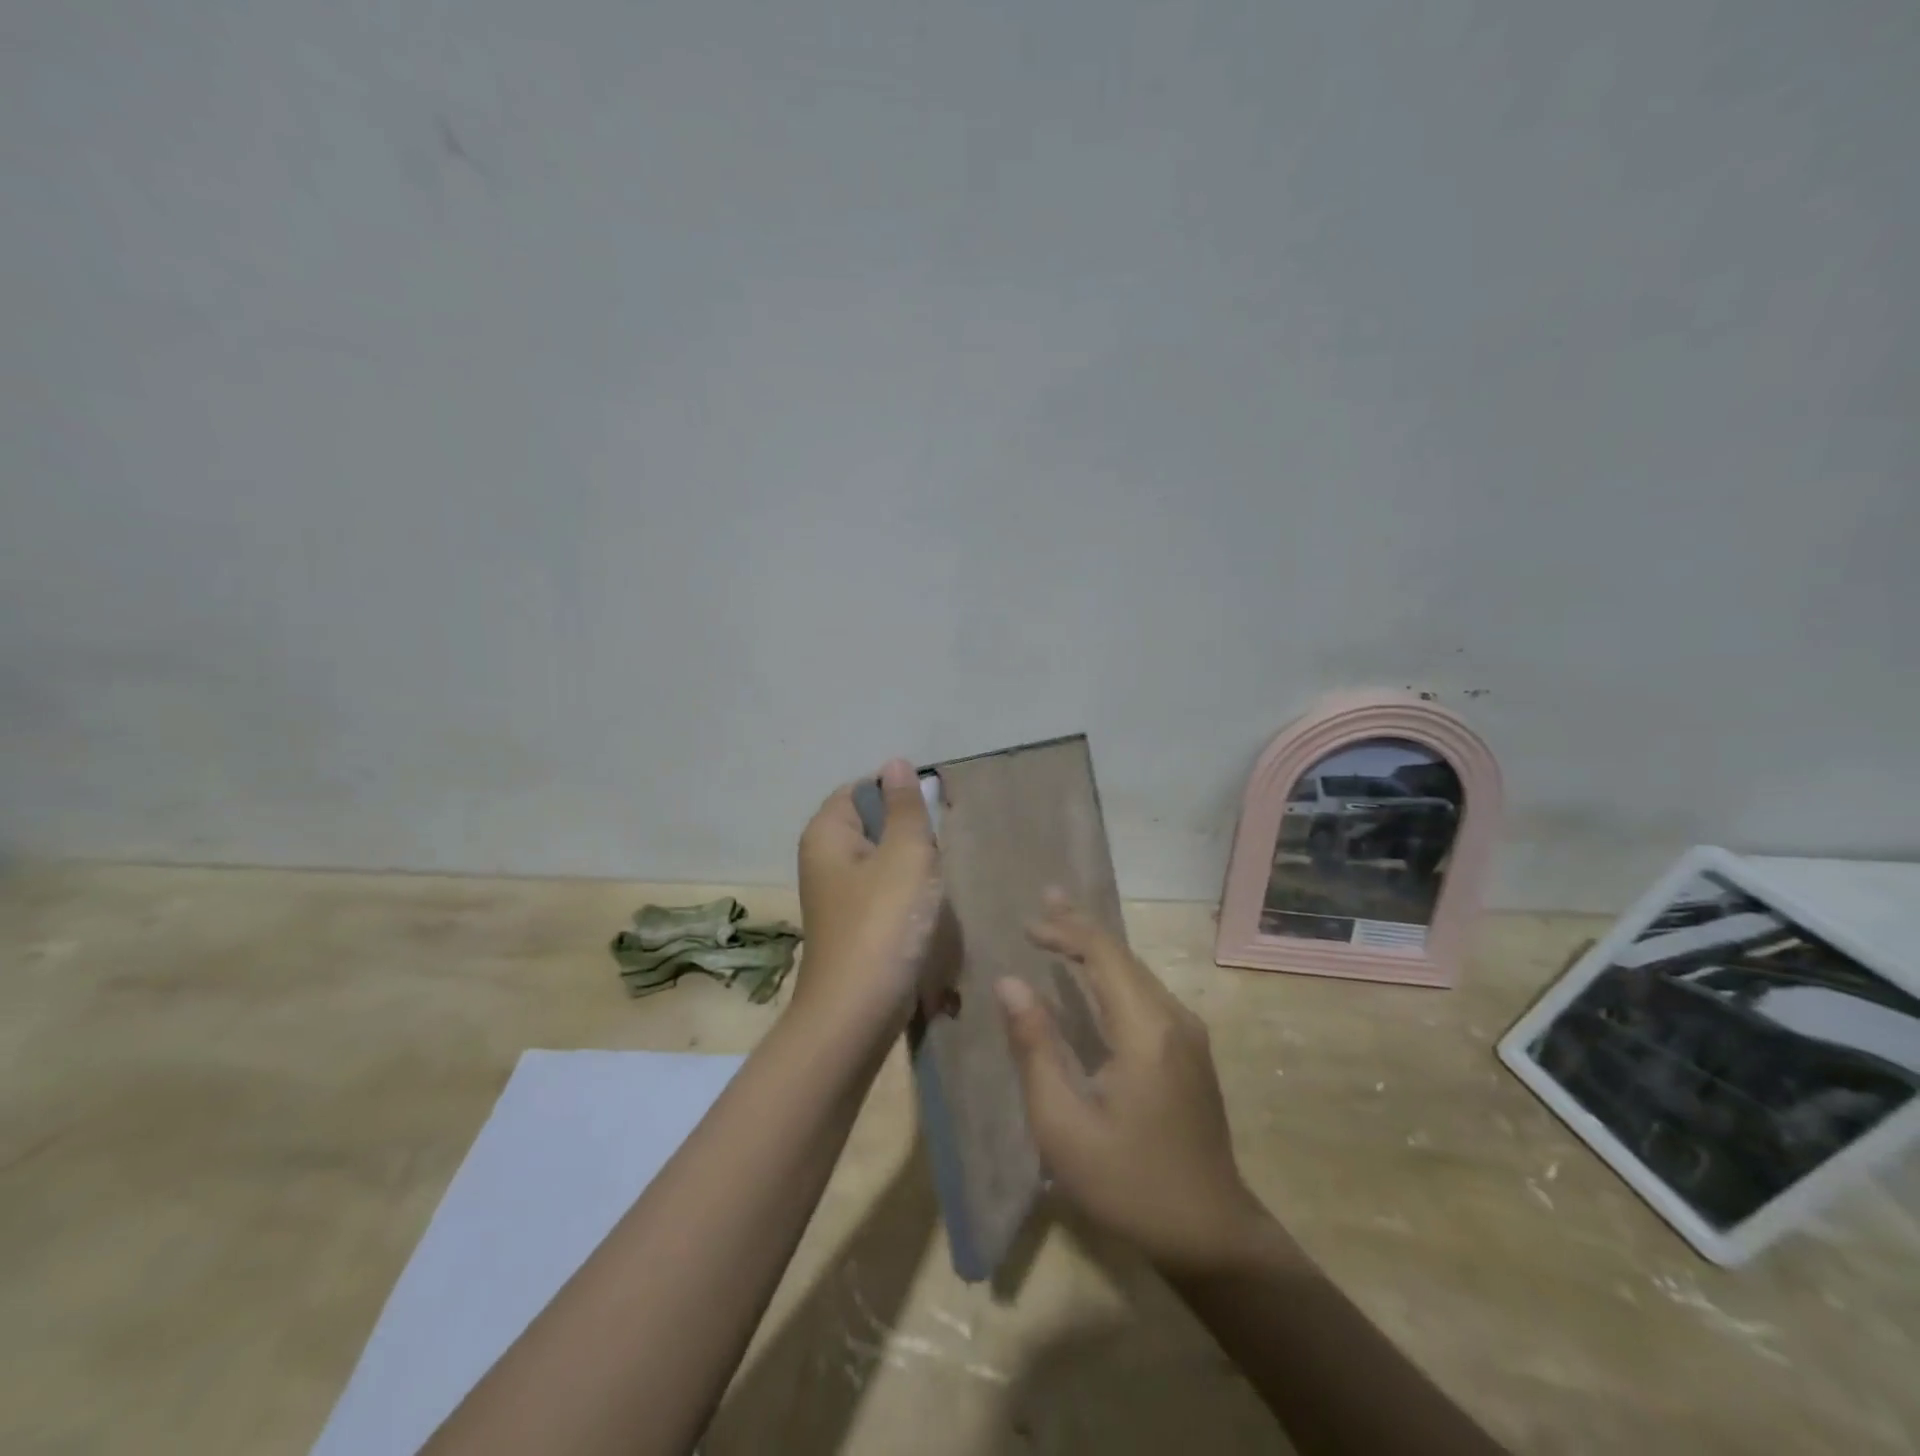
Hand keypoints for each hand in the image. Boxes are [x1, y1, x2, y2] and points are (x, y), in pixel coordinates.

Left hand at [794, 758, 942, 1036]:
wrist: (857, 1012)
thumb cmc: (884, 922)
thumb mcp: (906, 853)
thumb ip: (905, 806)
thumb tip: (895, 762)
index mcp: (826, 833)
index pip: (862, 789)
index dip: (898, 795)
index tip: (932, 815)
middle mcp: (822, 859)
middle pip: (873, 825)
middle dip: (909, 835)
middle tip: (937, 854)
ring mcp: (835, 896)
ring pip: (882, 862)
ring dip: (912, 870)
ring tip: (933, 887)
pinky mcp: (851, 926)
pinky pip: (882, 895)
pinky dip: (905, 899)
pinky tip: (924, 915)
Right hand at [997, 894, 1267, 1274]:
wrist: (1210, 1235)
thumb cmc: (1128, 1183)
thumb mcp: (1064, 1124)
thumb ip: (1035, 1047)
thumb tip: (1010, 983)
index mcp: (1145, 1030)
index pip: (1104, 955)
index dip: (1065, 931)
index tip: (1026, 924)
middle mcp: (1174, 1018)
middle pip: (1123, 955)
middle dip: (1081, 926)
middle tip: (1045, 897)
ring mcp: (1188, 1034)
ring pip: (1136, 972)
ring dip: (1097, 947)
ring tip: (1062, 925)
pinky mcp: (1190, 1050)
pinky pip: (1145, 994)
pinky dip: (1112, 973)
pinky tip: (1093, 975)